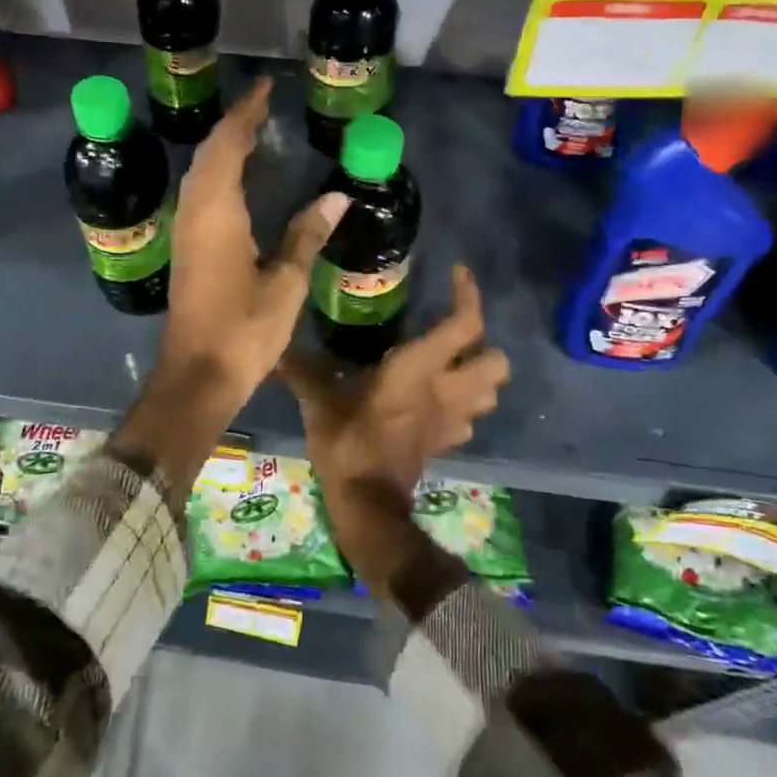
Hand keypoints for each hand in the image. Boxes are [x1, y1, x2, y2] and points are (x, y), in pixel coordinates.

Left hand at [111, 77, 347, 499]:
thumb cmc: (244, 330)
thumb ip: (307, 235)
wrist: (197, 375)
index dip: (246, 114)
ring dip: (223, 148)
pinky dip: (217, 174)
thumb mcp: (285, 283)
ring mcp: (186, 232)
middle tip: (265, 107)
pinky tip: (237, 181)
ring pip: (200, 174)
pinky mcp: (186, 250)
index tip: (266, 88)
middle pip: (210, 154)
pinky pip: (199, 194)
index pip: (229, 146)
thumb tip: (337, 195)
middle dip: (235, 125)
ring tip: (254, 133)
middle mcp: (195, 214)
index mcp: (218, 213)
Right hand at [279, 265, 509, 594]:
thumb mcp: (321, 401)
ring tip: (449, 367)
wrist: (367, 503)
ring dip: (478, 377)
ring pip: (491, 392)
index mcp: (420, 368)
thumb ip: (305, 371)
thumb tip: (279, 350)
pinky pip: (468, 418)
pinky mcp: (446, 443)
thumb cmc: (348, 442)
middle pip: (497, 361)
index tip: (458, 274)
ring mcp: (452, 420)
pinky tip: (435, 404)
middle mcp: (447, 390)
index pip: (465, 324)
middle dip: (484, 345)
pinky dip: (460, 407)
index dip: (468, 295)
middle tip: (453, 337)